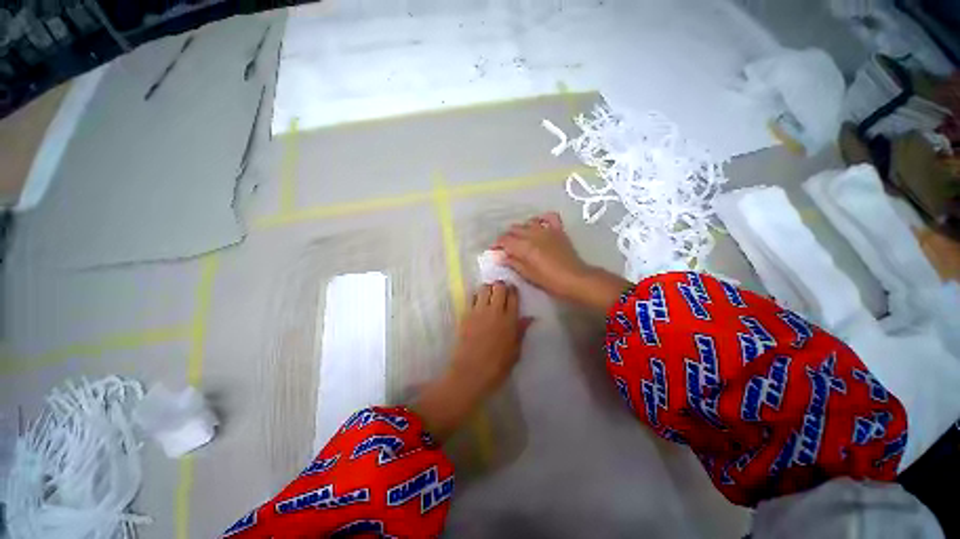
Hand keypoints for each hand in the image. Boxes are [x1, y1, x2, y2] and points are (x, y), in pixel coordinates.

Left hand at [413, 282, 530, 441]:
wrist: (470, 373)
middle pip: (498, 287)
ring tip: (490, 295)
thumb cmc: (496, 367)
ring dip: (488, 288)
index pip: (513, 296)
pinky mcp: (466, 315)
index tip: (513, 291)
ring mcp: (478, 312)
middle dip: (501, 286)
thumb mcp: (515, 352)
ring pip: (484, 288)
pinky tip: (478, 303)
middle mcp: (494, 311)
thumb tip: (530, 318)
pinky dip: (477, 296)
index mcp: (509, 320)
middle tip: (501, 291)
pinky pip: (472, 298)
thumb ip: (521, 332)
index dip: (513, 290)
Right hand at [494, 212, 591, 299]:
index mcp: (524, 246)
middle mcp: (533, 234)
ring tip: (521, 238)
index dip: (497, 244)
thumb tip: (500, 256)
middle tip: (507, 248)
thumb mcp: (528, 274)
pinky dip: (541, 218)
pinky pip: (549, 217)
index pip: (504, 240)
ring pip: (528, 222)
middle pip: (514, 230)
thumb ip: (513, 262)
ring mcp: (547, 230)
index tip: (494, 250)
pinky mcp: (558, 230)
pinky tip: (538, 224)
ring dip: (521, 229)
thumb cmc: (550, 281)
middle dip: (507, 237)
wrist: (575, 279)